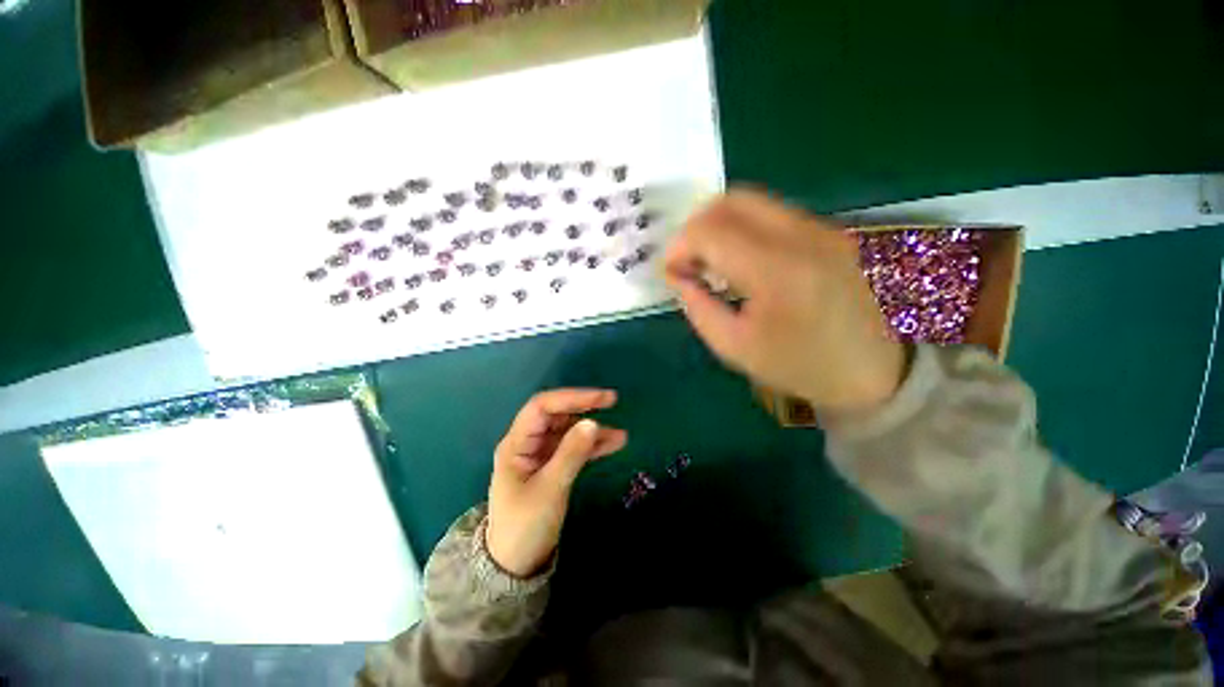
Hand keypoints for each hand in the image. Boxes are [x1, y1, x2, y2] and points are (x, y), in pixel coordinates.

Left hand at [487, 389, 627, 577]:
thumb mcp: (550, 489)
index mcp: (516, 443)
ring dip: (593, 430)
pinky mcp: (552, 465)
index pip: (542, 407)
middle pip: (557, 415)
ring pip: (568, 431)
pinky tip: (613, 444)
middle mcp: (528, 442)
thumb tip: (593, 423)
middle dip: (584, 407)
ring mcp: (540, 453)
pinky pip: (573, 448)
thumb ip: (571, 454)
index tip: (602, 399)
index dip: (572, 398)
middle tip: (612, 402)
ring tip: (620, 434)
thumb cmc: (524, 527)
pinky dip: (592, 446)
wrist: (515, 565)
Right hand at [664, 189, 904, 411]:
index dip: (679, 246)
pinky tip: (740, 259)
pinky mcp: (827, 230)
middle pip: (730, 200)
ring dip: (718, 224)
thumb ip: (697, 305)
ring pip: (750, 200)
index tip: (672, 271)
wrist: (870, 370)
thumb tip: (677, 274)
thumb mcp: (733, 347)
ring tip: (711, 260)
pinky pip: (770, 212)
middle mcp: (802, 236)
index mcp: (776, 272)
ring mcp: (819, 228)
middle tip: (688, 260)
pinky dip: (741, 227)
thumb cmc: (797, 365)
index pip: (711, 231)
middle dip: (696, 226)